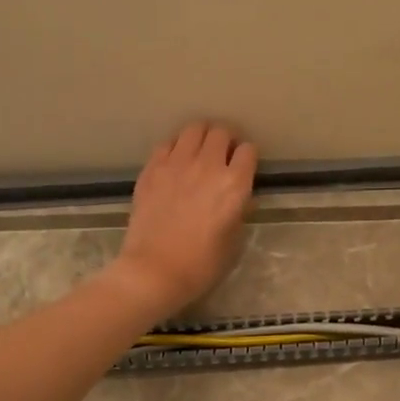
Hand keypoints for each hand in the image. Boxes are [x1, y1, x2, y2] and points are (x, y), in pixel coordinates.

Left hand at [109, 122, 257, 317]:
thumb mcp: (233, 242)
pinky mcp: (152, 169)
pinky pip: (167, 143)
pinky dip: (175, 147)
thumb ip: (240, 212)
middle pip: (220, 132)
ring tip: (199, 150)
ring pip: (193, 129)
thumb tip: (241, 199)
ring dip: (201, 137)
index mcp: (234, 184)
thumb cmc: (201, 265)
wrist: (154, 271)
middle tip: (222, 154)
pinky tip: (175, 161)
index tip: (243, 165)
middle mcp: (207, 166)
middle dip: (225, 140)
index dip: (247, 156)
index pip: (248, 150)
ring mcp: (176, 164)